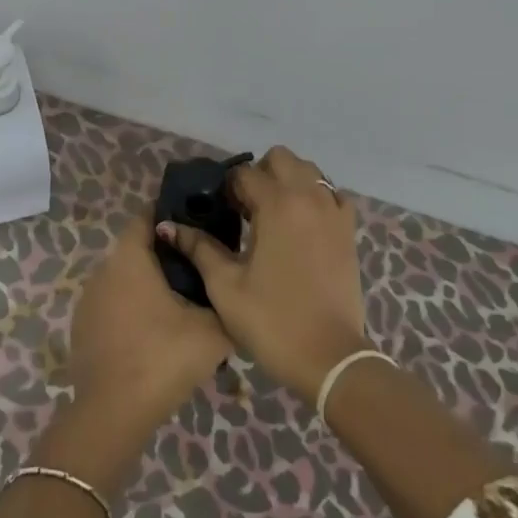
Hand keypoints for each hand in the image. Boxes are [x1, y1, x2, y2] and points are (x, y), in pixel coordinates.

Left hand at [69, 212, 231, 435]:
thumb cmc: (164, 357)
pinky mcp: (82, 327)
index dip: (171, 215)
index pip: (147, 217)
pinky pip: (113, 305)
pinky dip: (132, 310)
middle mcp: (103, 269)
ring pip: (124, 279)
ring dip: (148, 285)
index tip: (197, 224)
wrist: (113, 413)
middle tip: (199, 270)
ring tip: (181, 306)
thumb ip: (224, 299)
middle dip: (165, 254)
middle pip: (137, 249)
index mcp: (130, 258)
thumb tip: (231, 289)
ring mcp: (88, 300)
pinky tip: (154, 335)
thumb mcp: (213, 330)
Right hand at [157, 145, 366, 404]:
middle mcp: (309, 197)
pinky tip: (300, 226)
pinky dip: (314, 198)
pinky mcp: (349, 231)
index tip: (220, 211)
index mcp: (277, 204)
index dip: (227, 189)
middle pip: (281, 158)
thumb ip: (198, 248)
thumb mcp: (225, 286)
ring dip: (288, 181)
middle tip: (246, 207)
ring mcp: (334, 212)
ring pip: (310, 171)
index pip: (245, 173)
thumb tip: (167, 226)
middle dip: (260, 174)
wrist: (330, 359)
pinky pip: (331, 195)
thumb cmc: (272, 321)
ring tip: (272, 216)